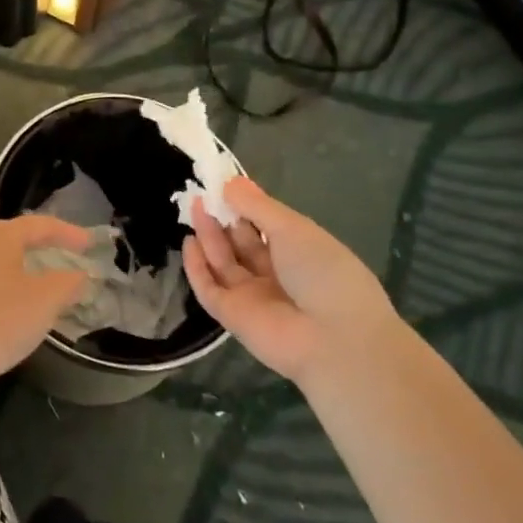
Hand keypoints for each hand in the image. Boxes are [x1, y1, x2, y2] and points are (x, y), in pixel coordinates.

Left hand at [0, 215, 92, 391]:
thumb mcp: (42, 302)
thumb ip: (67, 284)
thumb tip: (79, 274)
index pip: (40, 225)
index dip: (68, 233)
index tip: (90, 244)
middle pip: (15, 240)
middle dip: (43, 251)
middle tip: (67, 263)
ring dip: (22, 274)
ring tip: (42, 292)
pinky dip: (3, 292)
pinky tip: (9, 314)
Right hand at [182, 176, 400, 387]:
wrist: (334, 340)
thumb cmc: (324, 273)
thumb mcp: (294, 229)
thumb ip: (257, 206)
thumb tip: (229, 182)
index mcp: (300, 253)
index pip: (266, 226)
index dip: (245, 205)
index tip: (223, 184)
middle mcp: (276, 274)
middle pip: (241, 243)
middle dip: (223, 218)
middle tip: (202, 194)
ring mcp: (253, 297)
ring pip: (223, 262)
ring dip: (209, 236)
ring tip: (194, 207)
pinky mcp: (233, 317)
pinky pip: (210, 288)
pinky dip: (197, 267)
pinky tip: (188, 242)